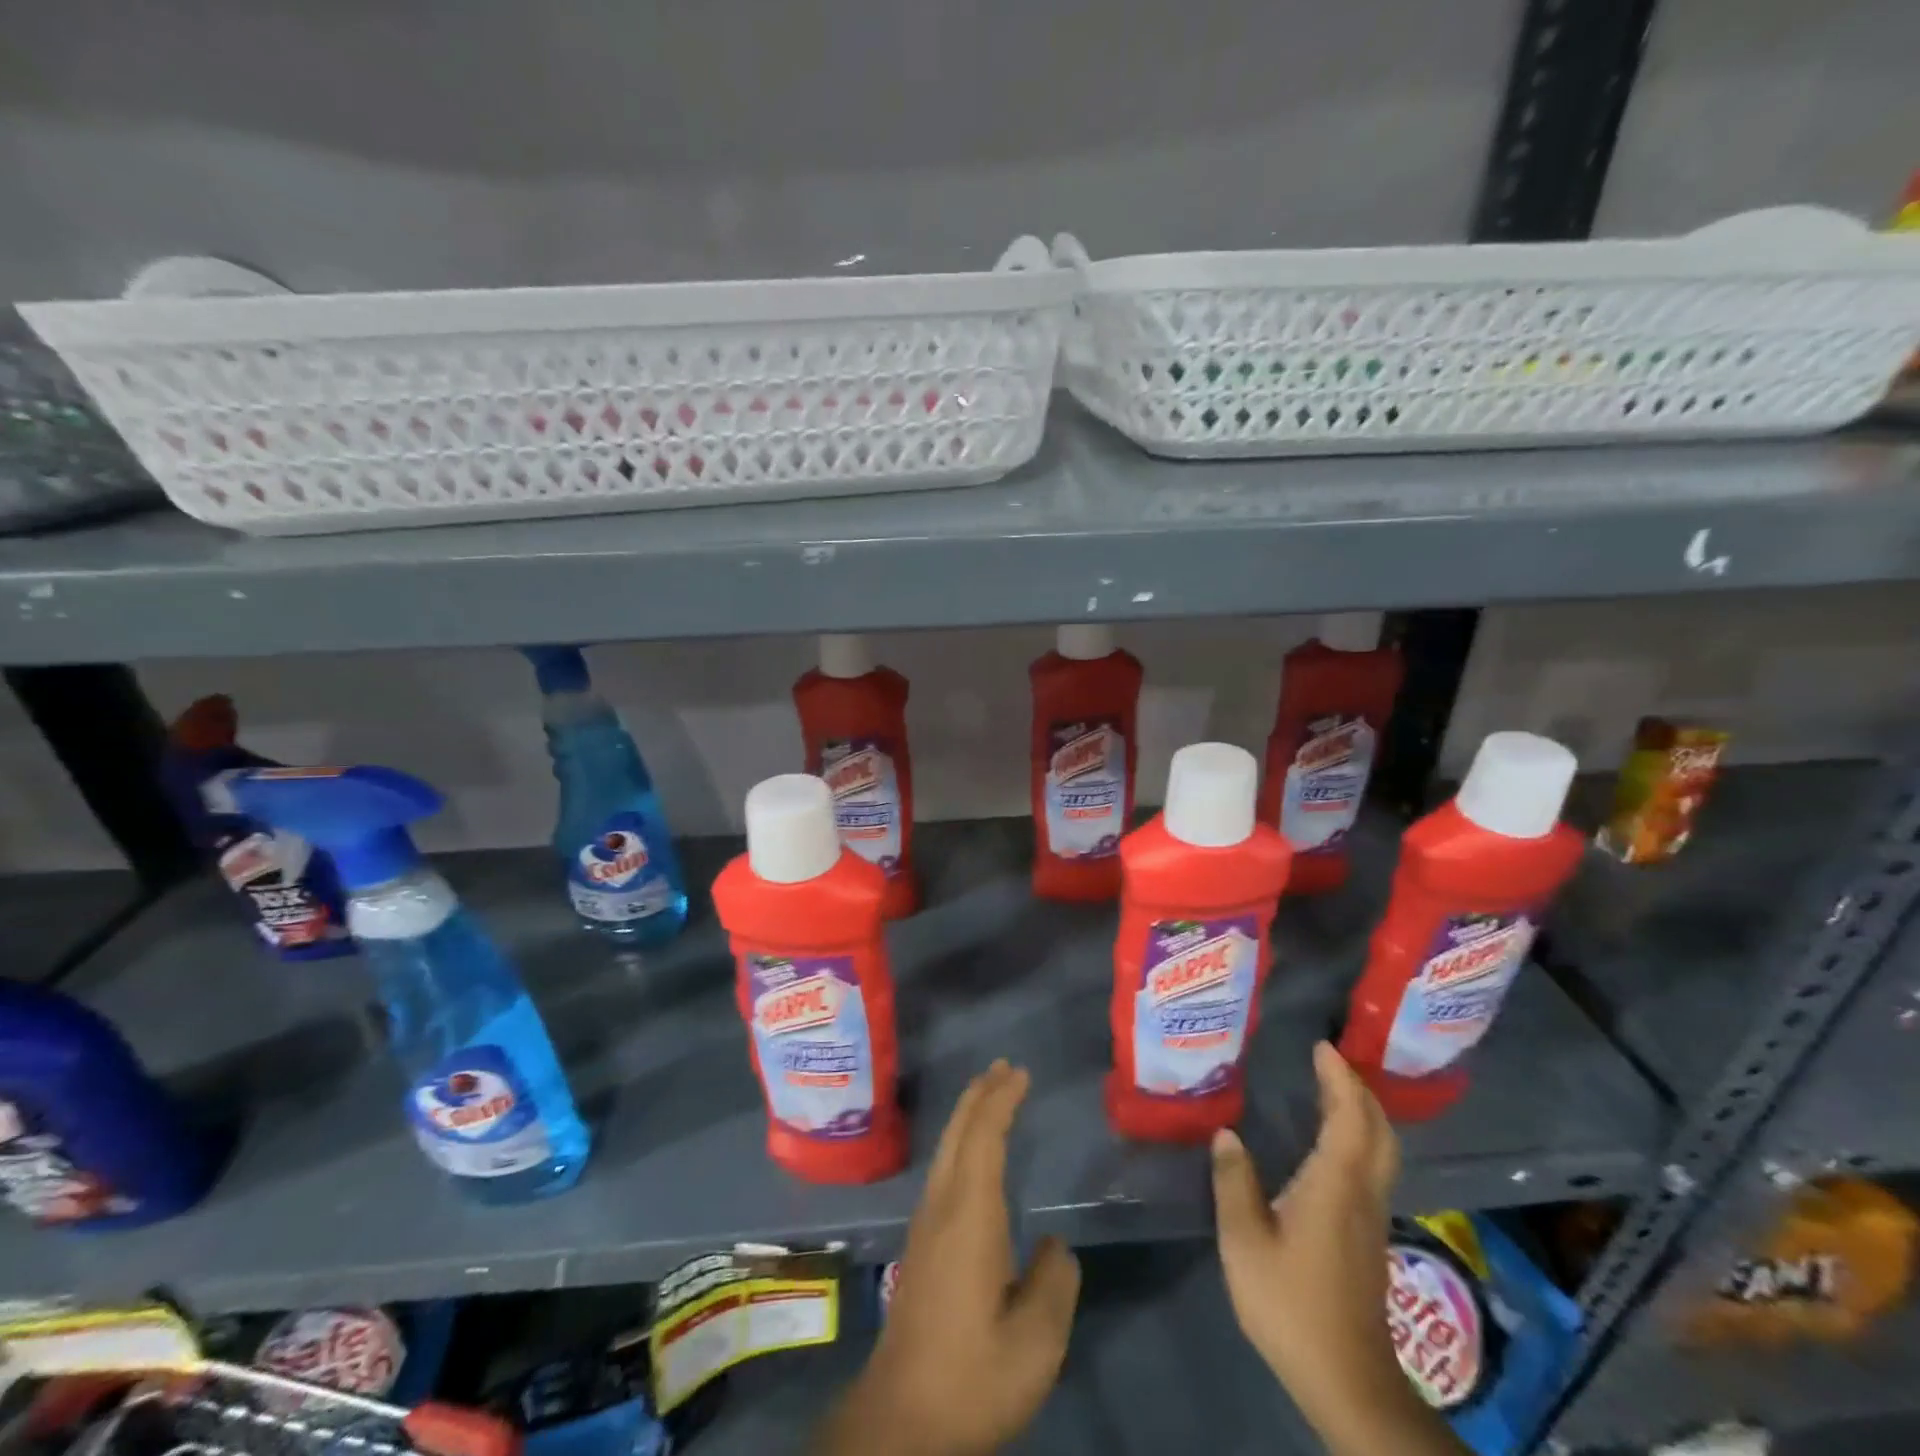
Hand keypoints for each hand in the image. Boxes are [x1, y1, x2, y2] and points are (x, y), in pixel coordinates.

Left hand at [813, 1060, 1080, 1455]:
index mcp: (969, 1216)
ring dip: (968, 1115)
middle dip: (981, 1095)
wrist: (900, 1421)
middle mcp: (942, 1206)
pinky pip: (943, 1168)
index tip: (1021, 1073)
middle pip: (958, 1133)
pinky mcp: (920, 1244)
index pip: (984, 1138)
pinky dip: (961, 1141)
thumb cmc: (971, 1376)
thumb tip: (1054, 1248)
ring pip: (946, 1149)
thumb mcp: (1034, 1343)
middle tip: (1004, 1067)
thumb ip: (1054, 1285)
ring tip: (989, 1094)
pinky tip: (971, 1155)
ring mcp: (925, 1224)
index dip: (1001, 1101)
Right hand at [1212, 1042, 1461, 1455]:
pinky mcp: (1368, 1237)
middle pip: (1378, 1130)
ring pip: (1380, 1150)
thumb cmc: (1291, 1303)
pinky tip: (1332, 1143)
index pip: (1348, 1116)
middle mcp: (1362, 1192)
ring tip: (1332, 1090)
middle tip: (1330, 1062)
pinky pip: (1372, 1168)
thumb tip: (1226, 1134)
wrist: (1347, 1380)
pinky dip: (1359, 1139)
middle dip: (1359, 1090)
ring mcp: (1371, 1217)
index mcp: (1335, 1184)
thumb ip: (1234, 1182)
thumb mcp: (1245, 1240)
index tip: (1322, 1046)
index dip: (1339, 1078)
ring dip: (1363, 1113)